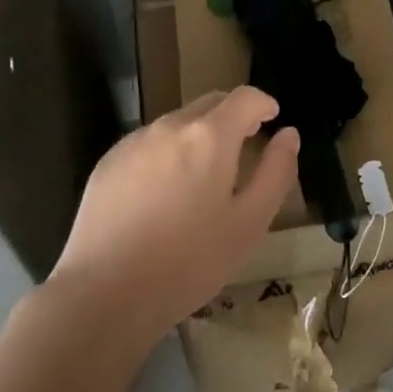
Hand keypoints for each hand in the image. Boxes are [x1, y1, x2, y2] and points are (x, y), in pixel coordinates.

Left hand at [49, 87, 298, 348]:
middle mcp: (171, 126)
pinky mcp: (108, 162)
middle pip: (210, 103)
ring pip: (178, 123)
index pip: (244, 97)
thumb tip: (288, 135)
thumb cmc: (189, 262)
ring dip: (198, 135)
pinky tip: (163, 194)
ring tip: (203, 176)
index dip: (263, 103)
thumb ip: (276, 172)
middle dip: (233, 116)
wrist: (104, 295)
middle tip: (245, 144)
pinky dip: (167, 153)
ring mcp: (134, 142)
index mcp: (210, 136)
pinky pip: (149, 144)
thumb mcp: (250, 223)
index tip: (272, 119)